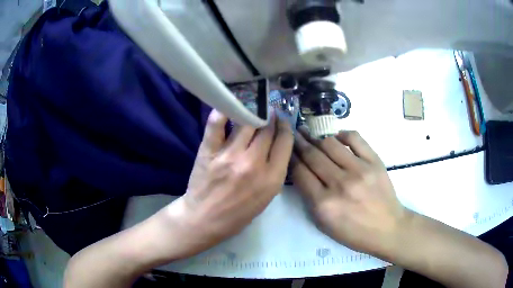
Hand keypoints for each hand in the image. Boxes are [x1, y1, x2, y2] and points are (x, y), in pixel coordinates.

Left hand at [165, 110, 292, 256]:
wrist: (205, 219)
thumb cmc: (238, 213)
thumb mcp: (266, 198)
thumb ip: (275, 171)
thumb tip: (278, 145)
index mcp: (272, 178)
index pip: (285, 141)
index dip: (285, 127)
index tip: (282, 120)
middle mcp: (254, 163)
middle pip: (267, 129)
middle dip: (271, 117)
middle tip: (269, 110)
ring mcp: (230, 155)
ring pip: (247, 122)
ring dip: (252, 111)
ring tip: (253, 106)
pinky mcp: (209, 151)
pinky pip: (217, 123)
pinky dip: (222, 110)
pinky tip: (228, 103)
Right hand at [291, 128, 405, 257]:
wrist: (387, 228)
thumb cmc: (354, 232)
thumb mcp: (324, 224)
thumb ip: (310, 199)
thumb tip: (303, 172)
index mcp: (324, 204)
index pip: (300, 172)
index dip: (291, 158)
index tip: (287, 150)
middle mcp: (340, 184)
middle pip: (312, 155)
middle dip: (299, 142)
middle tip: (294, 134)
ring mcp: (359, 170)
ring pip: (330, 144)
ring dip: (317, 138)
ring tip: (312, 134)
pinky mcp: (374, 161)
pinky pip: (355, 138)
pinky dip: (343, 134)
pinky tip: (337, 137)